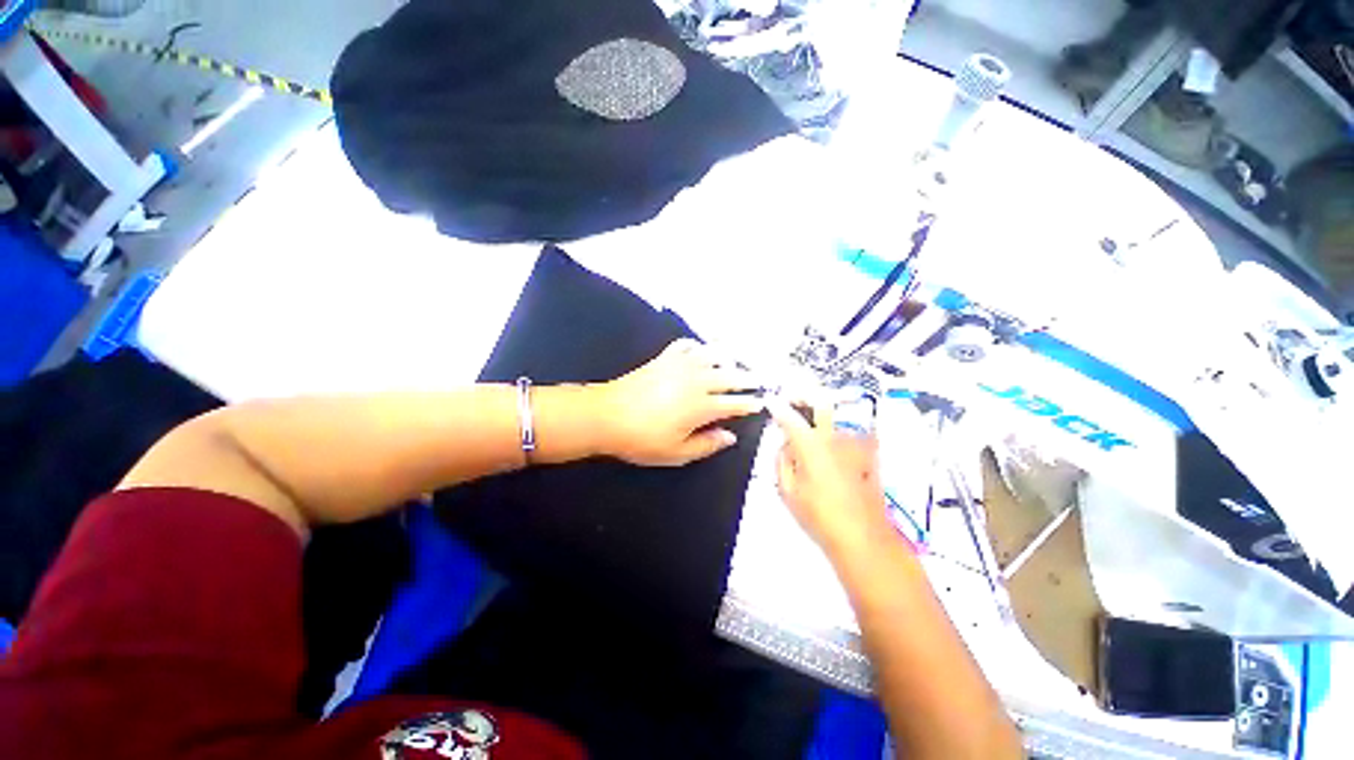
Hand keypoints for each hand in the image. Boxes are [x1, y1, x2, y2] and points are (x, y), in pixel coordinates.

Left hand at [596, 339, 764, 466]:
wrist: (606, 415)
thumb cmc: (642, 439)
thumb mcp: (677, 453)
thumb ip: (707, 445)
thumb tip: (730, 436)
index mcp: (702, 406)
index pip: (734, 403)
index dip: (749, 403)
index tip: (760, 402)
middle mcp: (697, 381)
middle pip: (729, 376)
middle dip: (746, 377)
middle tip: (758, 378)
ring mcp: (680, 365)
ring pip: (712, 356)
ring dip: (727, 358)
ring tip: (735, 361)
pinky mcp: (664, 357)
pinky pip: (686, 345)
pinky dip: (697, 346)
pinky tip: (700, 350)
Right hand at [768, 398, 893, 556]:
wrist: (864, 537)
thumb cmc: (818, 516)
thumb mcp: (786, 490)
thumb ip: (781, 460)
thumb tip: (785, 443)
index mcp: (809, 444)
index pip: (789, 415)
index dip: (777, 405)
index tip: (771, 401)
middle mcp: (834, 435)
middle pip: (821, 400)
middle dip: (805, 394)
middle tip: (795, 399)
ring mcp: (855, 442)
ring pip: (839, 415)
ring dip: (825, 414)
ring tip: (816, 423)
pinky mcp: (870, 452)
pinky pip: (854, 431)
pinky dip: (843, 430)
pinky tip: (838, 441)